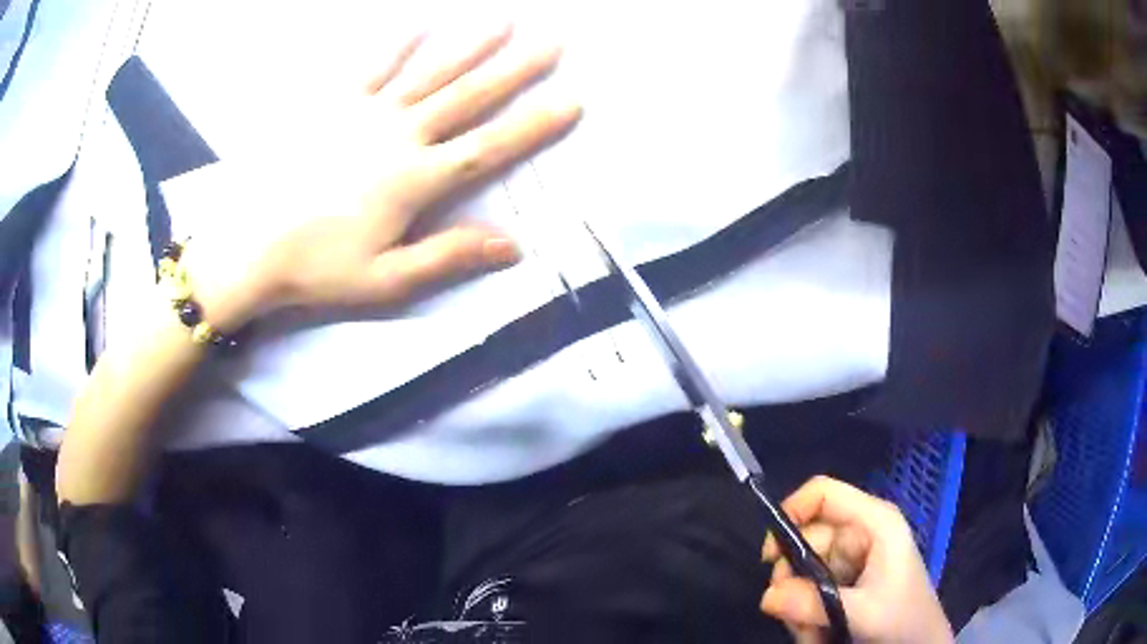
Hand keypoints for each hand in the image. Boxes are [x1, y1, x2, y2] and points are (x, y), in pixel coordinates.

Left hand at [183, 26, 580, 329]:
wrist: (250, 248)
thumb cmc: (317, 268)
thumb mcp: (387, 280)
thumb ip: (448, 256)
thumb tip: (513, 246)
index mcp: (415, 181)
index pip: (488, 147)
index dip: (532, 125)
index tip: (570, 101)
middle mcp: (399, 137)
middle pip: (467, 96)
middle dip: (515, 68)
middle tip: (552, 40)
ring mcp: (365, 114)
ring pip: (429, 72)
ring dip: (469, 44)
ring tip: (503, 19)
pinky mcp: (332, 105)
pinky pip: (371, 67)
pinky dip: (397, 42)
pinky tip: (420, 22)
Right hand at [760, 476, 952, 643]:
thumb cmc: (903, 618)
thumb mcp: (861, 612)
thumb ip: (814, 603)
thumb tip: (766, 595)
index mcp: (873, 522)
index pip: (824, 494)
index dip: (791, 513)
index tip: (770, 556)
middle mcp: (860, 534)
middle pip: (806, 540)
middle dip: (793, 582)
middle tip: (794, 615)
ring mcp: (852, 559)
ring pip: (803, 572)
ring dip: (798, 605)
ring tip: (812, 633)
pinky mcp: (846, 582)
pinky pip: (809, 590)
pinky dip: (805, 614)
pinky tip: (817, 634)